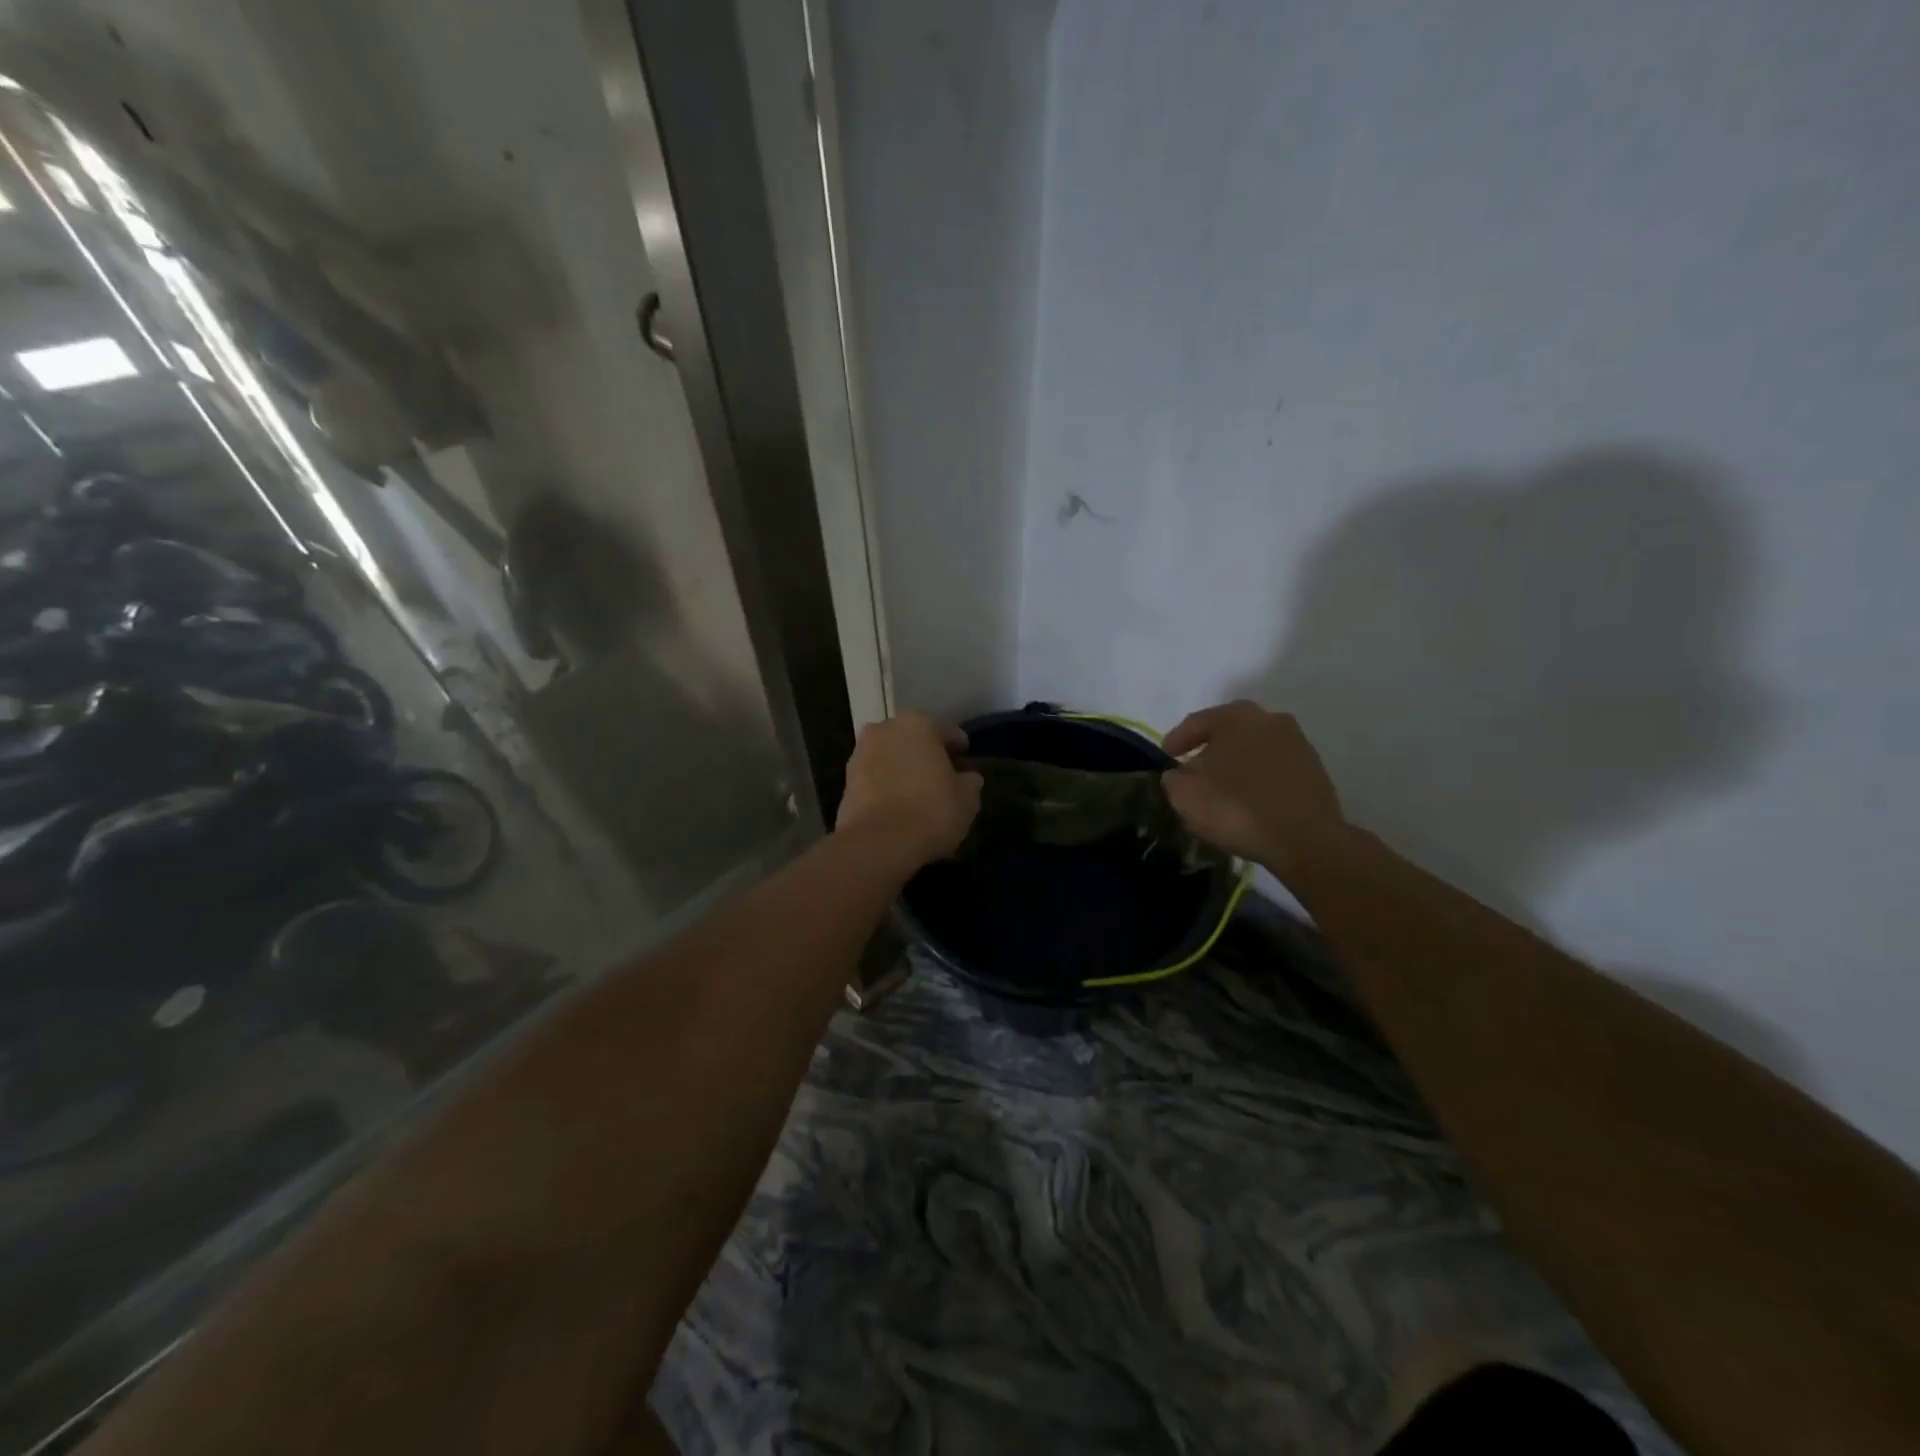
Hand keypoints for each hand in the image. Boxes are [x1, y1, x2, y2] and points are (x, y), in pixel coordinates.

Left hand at [835, 713, 982, 869]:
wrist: (877, 843)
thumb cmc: (930, 812)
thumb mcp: (967, 800)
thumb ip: (970, 782)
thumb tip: (968, 778)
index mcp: (919, 724)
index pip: (948, 732)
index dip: (960, 749)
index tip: (966, 765)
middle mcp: (886, 729)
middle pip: (915, 740)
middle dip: (927, 756)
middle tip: (942, 779)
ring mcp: (861, 753)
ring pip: (892, 757)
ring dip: (903, 770)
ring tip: (918, 795)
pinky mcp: (846, 780)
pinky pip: (875, 778)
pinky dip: (887, 787)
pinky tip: (898, 807)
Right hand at [1161, 701, 1348, 879]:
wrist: (1305, 840)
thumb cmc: (1237, 808)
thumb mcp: (1185, 795)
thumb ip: (1174, 778)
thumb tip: (1180, 774)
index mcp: (1236, 717)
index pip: (1198, 721)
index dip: (1177, 739)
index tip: (1166, 756)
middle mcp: (1270, 720)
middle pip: (1230, 731)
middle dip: (1210, 748)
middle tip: (1193, 768)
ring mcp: (1297, 745)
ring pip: (1254, 749)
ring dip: (1237, 764)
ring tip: (1222, 787)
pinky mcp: (1314, 772)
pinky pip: (1274, 769)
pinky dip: (1258, 779)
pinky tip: (1249, 799)